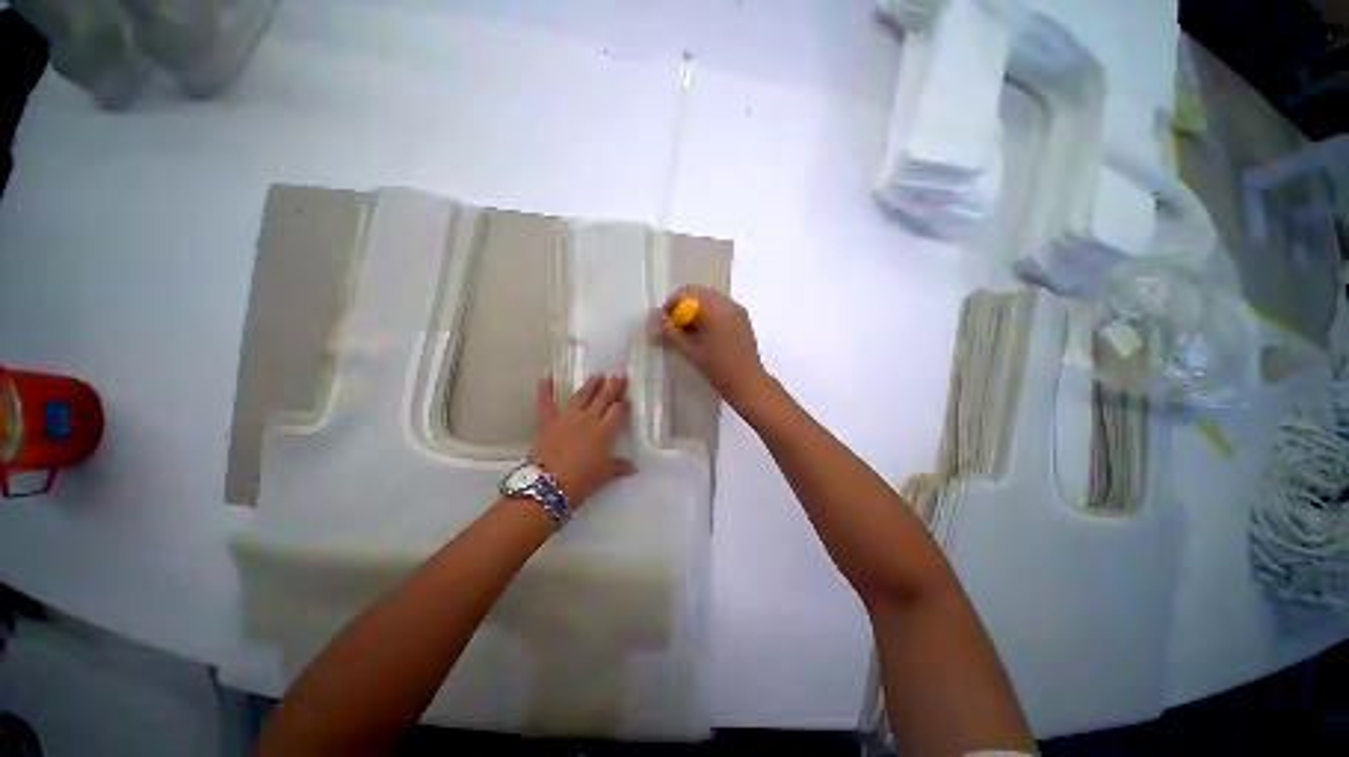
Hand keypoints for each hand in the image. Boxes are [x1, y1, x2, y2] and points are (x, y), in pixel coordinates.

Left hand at [529, 374, 636, 507]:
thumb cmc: (580, 482)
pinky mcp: (547, 422)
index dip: (623, 404)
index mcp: (604, 432)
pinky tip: (546, 376)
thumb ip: (619, 467)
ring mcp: (566, 418)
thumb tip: (634, 468)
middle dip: (613, 387)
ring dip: (590, 385)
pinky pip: (546, 403)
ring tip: (598, 375)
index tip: (627, 397)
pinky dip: (545, 390)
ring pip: (581, 396)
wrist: (547, 486)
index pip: (617, 412)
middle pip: (603, 399)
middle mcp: (588, 420)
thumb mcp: (603, 475)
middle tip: (620, 376)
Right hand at [655, 286, 771, 407]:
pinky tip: (706, 334)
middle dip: (683, 307)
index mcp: (713, 307)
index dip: (671, 306)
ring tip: (691, 333)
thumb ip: (669, 329)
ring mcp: (737, 308)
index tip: (666, 324)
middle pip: (698, 293)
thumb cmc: (716, 367)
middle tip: (676, 328)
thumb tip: (655, 314)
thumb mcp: (688, 349)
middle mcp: (727, 302)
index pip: (685, 293)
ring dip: (696, 310)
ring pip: (709, 299)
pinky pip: (720, 306)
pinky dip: (709, 314)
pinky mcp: (743, 317)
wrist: (747, 382)